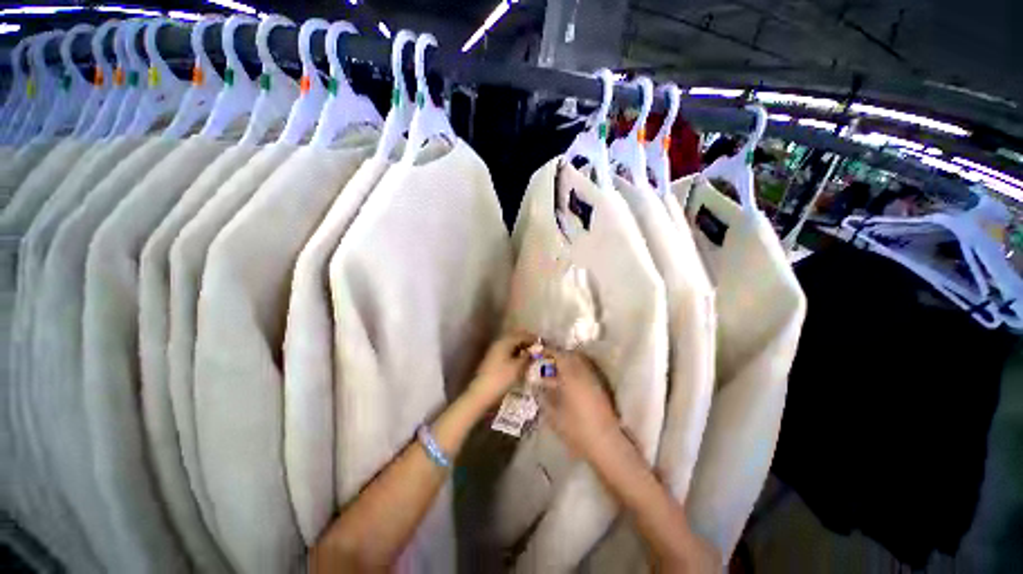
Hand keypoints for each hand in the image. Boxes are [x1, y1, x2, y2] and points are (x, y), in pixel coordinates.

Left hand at [466, 331, 535, 411]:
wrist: (481, 393)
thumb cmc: (501, 378)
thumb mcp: (518, 367)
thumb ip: (528, 357)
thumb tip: (537, 350)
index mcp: (505, 342)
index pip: (521, 335)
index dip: (532, 338)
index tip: (543, 343)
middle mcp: (499, 343)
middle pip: (515, 338)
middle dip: (527, 342)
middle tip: (538, 349)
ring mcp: (495, 351)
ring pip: (511, 345)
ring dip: (521, 348)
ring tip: (532, 355)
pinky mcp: (493, 359)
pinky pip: (507, 351)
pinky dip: (516, 353)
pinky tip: (521, 361)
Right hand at [537, 348, 620, 458]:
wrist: (605, 443)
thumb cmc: (575, 429)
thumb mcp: (552, 414)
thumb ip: (543, 395)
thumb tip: (537, 383)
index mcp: (571, 375)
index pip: (559, 354)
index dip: (548, 351)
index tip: (538, 352)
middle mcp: (584, 372)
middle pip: (570, 355)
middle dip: (558, 355)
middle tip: (546, 361)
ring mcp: (594, 379)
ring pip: (579, 361)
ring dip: (567, 362)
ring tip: (555, 371)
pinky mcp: (600, 387)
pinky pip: (585, 370)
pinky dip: (575, 370)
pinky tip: (567, 382)